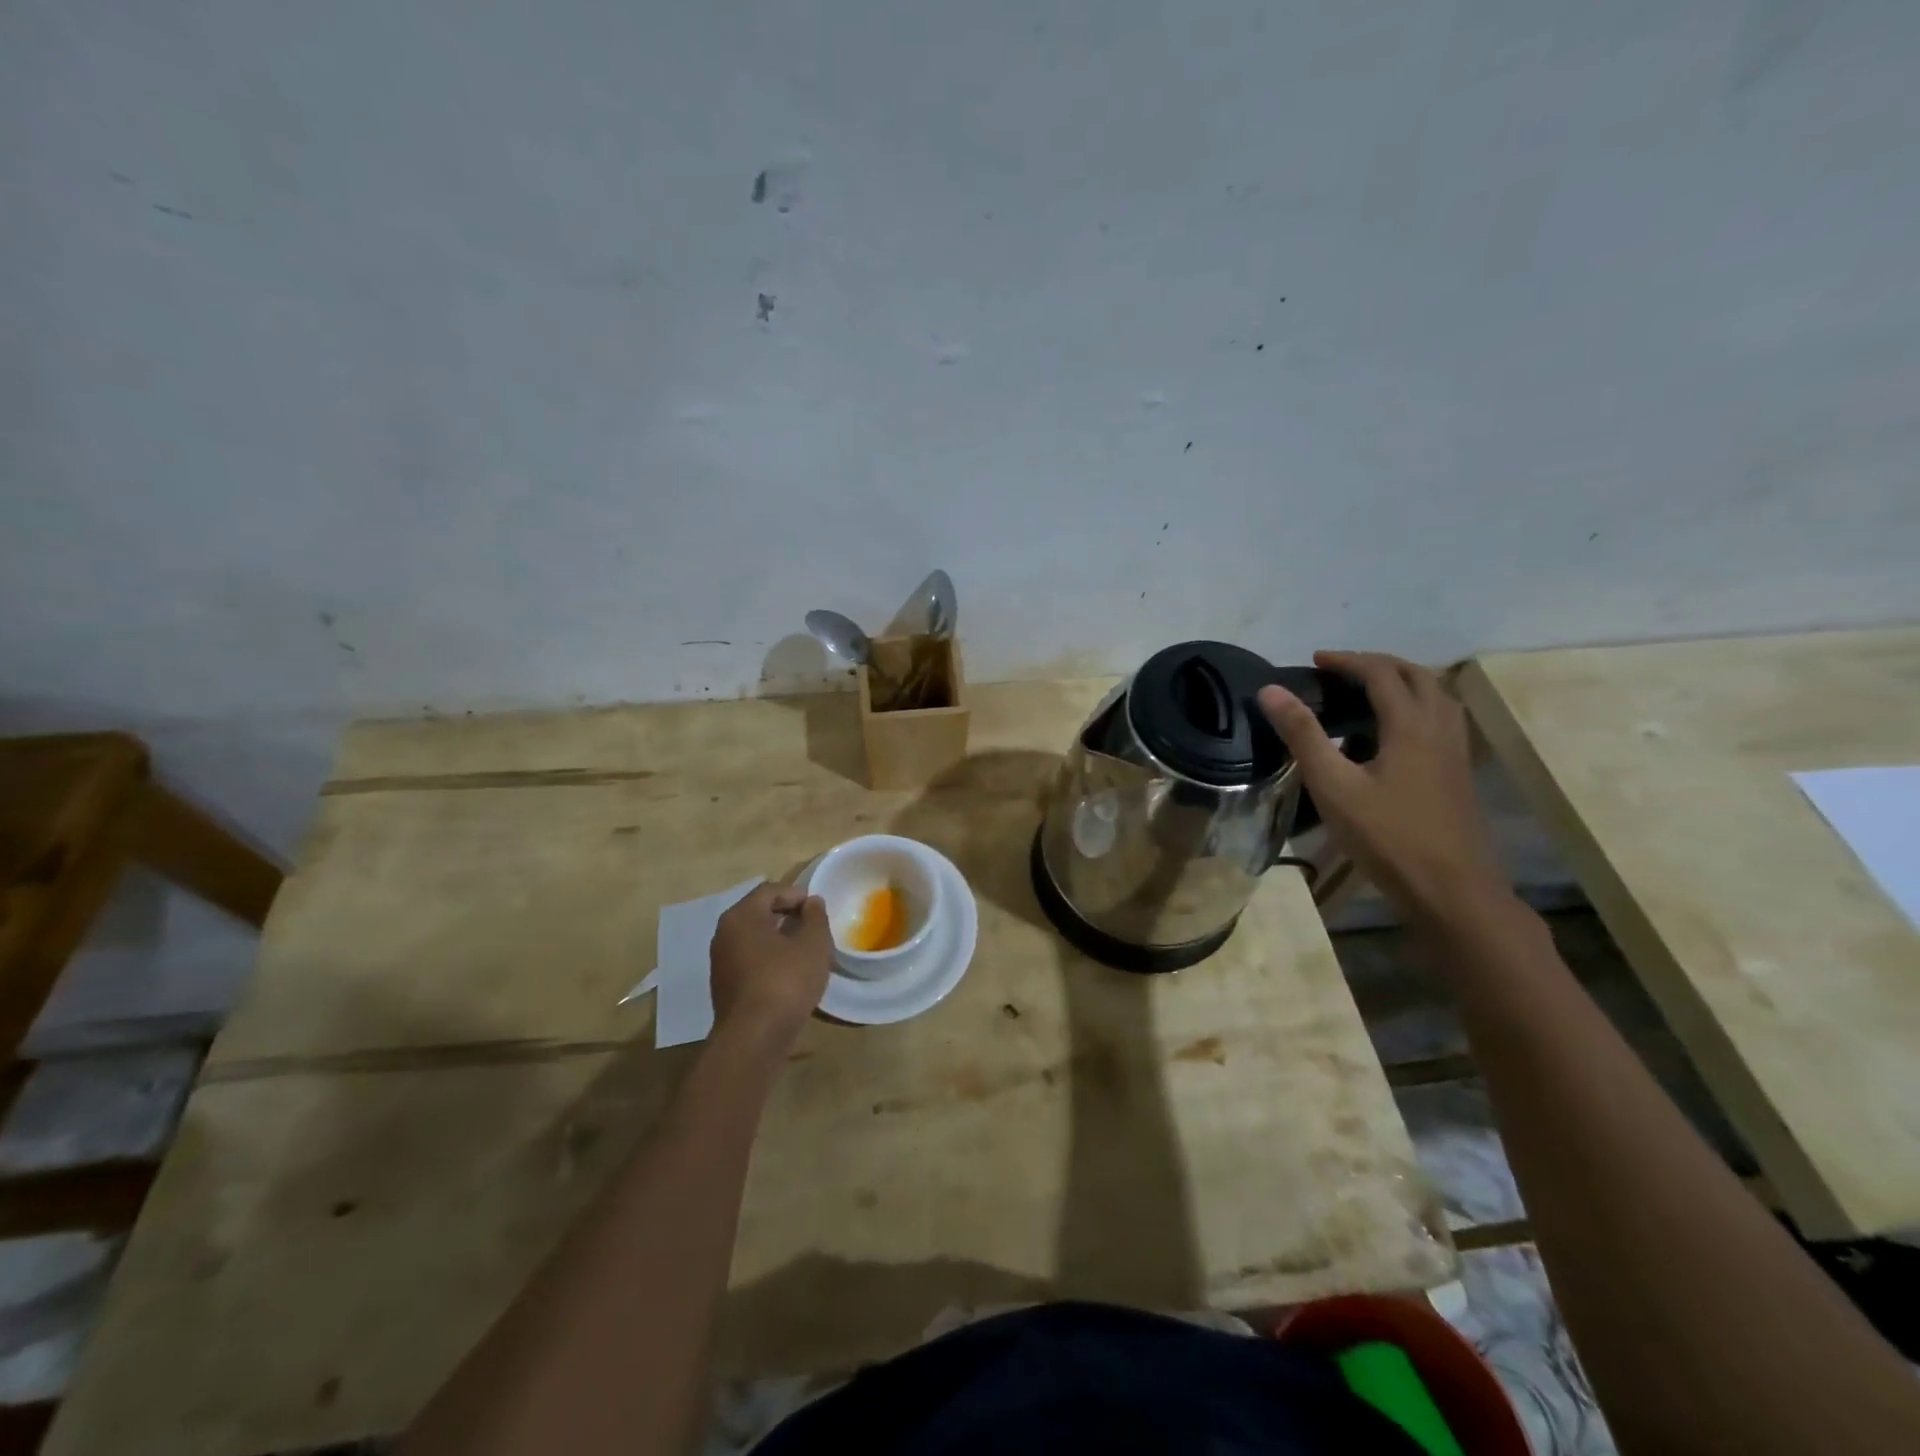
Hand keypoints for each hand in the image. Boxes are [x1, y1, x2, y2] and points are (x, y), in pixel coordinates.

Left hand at [709, 885, 832, 1049]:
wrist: (754, 1038)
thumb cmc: (786, 980)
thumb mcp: (813, 944)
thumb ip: (815, 917)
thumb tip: (812, 902)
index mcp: (741, 916)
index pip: (769, 891)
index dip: (796, 894)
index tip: (817, 908)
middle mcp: (724, 934)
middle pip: (758, 913)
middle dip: (787, 916)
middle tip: (813, 927)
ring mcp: (720, 962)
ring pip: (753, 939)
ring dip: (779, 939)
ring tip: (805, 951)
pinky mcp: (724, 987)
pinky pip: (749, 961)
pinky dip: (769, 960)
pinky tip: (789, 974)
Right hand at [1258, 651, 1505, 920]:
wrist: (1452, 890)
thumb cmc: (1387, 837)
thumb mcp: (1333, 785)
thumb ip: (1303, 735)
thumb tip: (1271, 690)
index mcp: (1411, 725)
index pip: (1381, 673)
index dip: (1347, 661)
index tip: (1314, 662)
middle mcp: (1440, 728)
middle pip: (1417, 675)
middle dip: (1378, 664)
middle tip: (1340, 670)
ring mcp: (1456, 752)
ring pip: (1436, 697)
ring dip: (1402, 682)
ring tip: (1367, 692)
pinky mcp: (1458, 773)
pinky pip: (1441, 720)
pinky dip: (1416, 707)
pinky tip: (1393, 734)